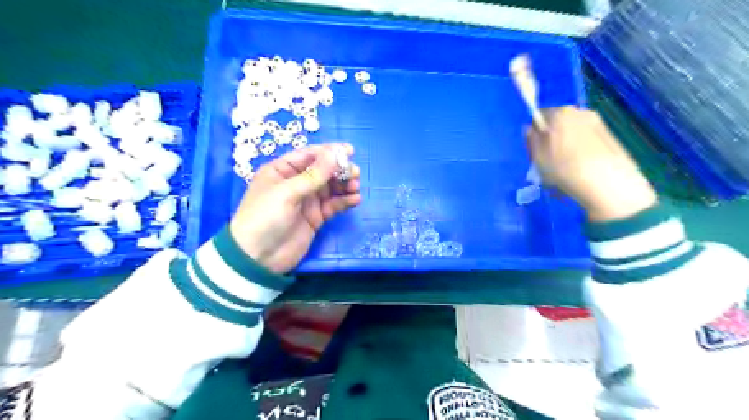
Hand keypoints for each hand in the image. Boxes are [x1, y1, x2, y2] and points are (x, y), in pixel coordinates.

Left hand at [231, 144, 361, 272]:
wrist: (258, 258)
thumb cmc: (265, 218)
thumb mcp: (287, 193)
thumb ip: (313, 175)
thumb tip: (335, 154)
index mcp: (282, 171)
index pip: (309, 155)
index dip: (329, 152)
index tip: (350, 151)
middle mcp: (296, 183)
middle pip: (323, 171)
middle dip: (340, 170)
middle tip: (355, 173)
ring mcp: (307, 201)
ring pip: (330, 188)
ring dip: (344, 185)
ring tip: (355, 187)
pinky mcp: (316, 218)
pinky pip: (333, 205)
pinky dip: (344, 201)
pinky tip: (355, 200)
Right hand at [525, 107, 656, 223]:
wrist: (607, 182)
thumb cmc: (564, 169)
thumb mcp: (537, 157)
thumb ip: (531, 139)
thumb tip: (531, 130)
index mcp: (559, 113)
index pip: (538, 117)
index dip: (534, 134)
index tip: (534, 151)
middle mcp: (579, 112)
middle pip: (557, 123)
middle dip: (552, 138)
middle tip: (549, 161)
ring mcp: (597, 123)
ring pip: (572, 132)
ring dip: (567, 145)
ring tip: (567, 167)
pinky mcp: (610, 136)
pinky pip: (586, 140)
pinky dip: (581, 150)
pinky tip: (581, 168)